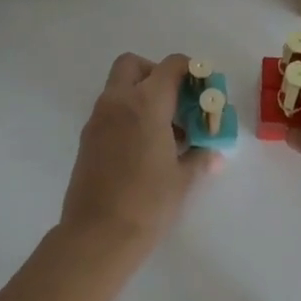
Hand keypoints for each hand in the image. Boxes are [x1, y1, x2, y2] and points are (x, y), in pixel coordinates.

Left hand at [60, 52, 218, 255]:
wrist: (97, 236)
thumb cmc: (147, 203)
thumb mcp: (183, 179)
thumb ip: (200, 156)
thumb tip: (213, 153)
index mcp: (146, 103)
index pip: (171, 66)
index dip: (191, 70)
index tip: (203, 88)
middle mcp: (118, 102)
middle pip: (134, 64)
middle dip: (156, 73)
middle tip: (175, 101)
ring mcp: (98, 119)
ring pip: (119, 88)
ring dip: (141, 95)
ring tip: (164, 131)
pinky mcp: (87, 139)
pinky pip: (110, 111)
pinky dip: (127, 115)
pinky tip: (144, 148)